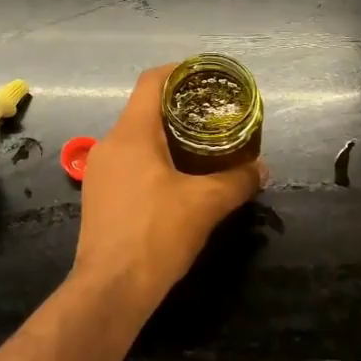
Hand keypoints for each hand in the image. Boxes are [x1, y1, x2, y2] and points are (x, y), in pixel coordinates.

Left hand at [76, 64, 265, 296]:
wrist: (110, 289)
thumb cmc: (156, 234)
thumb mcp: (206, 204)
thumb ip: (237, 181)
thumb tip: (262, 169)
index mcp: (131, 134)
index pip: (152, 82)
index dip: (179, 71)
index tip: (205, 77)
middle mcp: (110, 144)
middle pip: (144, 109)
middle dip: (179, 109)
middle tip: (213, 116)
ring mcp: (99, 172)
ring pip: (135, 139)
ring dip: (166, 137)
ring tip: (201, 147)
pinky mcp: (98, 196)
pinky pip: (128, 163)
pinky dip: (153, 161)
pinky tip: (177, 181)